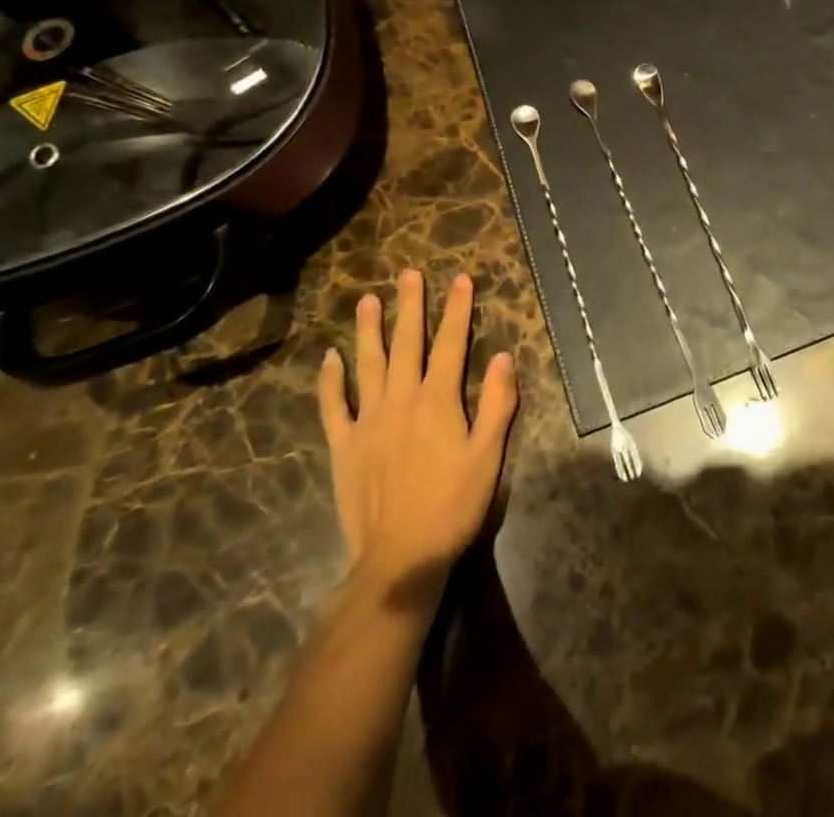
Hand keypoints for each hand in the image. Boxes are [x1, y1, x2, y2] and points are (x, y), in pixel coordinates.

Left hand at [316, 270, 518, 618]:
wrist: (400, 559)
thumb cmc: (453, 504)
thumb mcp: (488, 455)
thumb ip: (496, 403)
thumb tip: (503, 356)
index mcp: (438, 400)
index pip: (451, 343)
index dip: (457, 309)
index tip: (460, 280)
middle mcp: (401, 399)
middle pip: (407, 343)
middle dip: (411, 306)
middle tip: (409, 274)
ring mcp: (367, 421)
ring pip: (368, 365)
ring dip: (369, 330)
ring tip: (368, 300)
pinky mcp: (344, 445)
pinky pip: (333, 406)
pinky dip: (331, 380)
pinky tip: (330, 358)